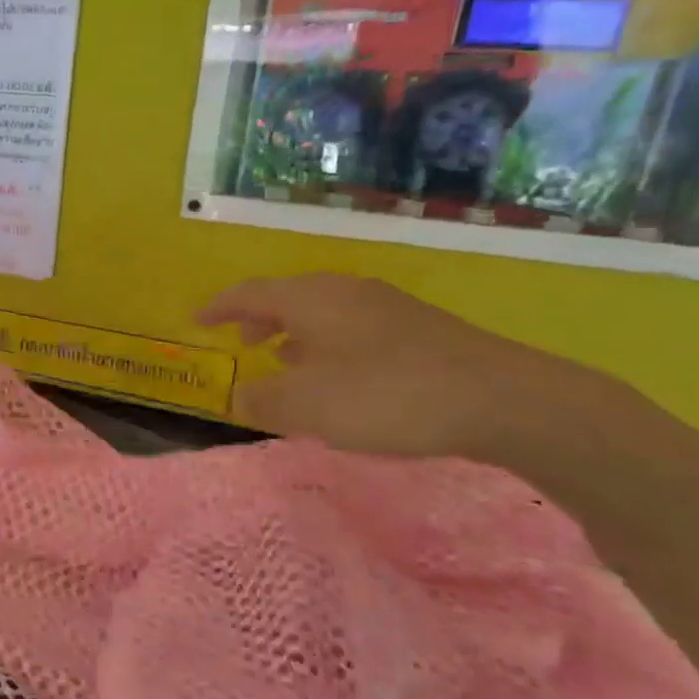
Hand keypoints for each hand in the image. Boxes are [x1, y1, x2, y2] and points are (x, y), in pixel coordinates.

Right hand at [196, 273, 604, 461]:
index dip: (218, 307)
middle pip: (287, 297)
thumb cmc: (385, 396)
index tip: (196, 320)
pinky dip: (327, 344)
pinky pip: (351, 327)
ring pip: (322, 312)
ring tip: (285, 362)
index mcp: (311, 299)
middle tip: (241, 342)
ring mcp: (386, 307)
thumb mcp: (306, 406)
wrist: (501, 399)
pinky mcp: (418, 329)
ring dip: (294, 333)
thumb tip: (240, 394)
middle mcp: (345, 291)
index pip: (249, 293)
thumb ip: (262, 400)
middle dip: (258, 318)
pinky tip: (339, 375)